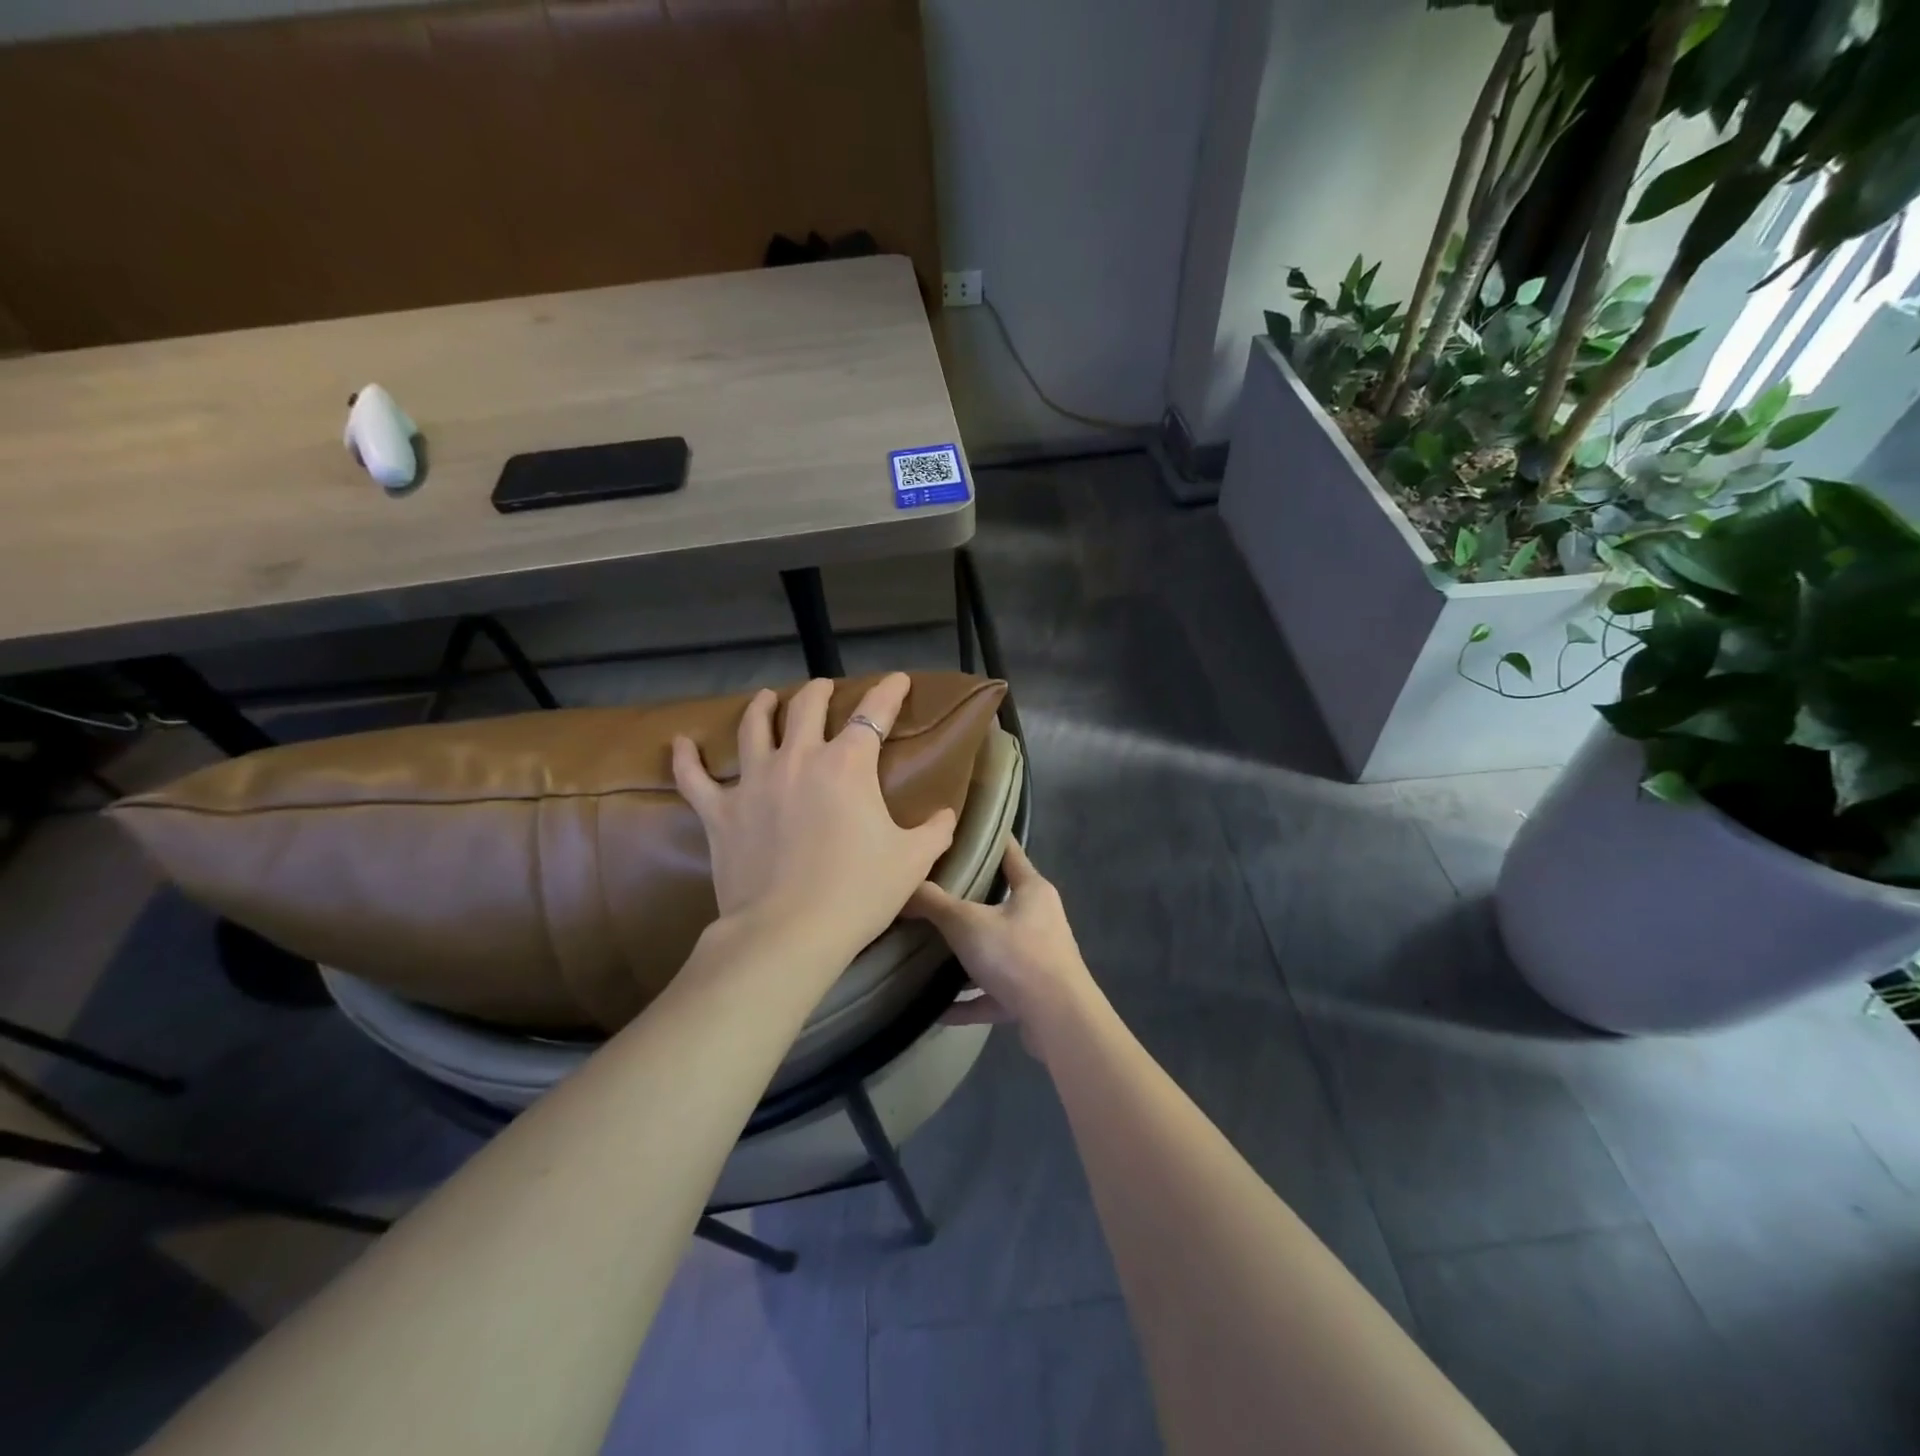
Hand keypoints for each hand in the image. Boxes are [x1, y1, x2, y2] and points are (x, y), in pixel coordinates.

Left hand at [672, 674, 957, 955]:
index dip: (889, 692)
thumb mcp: (912, 861)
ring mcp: (754, 782)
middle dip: (819, 692)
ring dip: (762, 707)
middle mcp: (799, 759)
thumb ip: (934, 831)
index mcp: (848, 764)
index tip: (897, 679)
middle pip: (807, 707)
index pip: (874, 714)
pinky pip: (695, 778)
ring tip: (766, 697)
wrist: (790, 932)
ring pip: (754, 728)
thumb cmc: (858, 892)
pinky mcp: (720, 812)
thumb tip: (946, 815)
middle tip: (824, 688)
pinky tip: (681, 743)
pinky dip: (686, 759)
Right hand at [905, 839, 1100, 1052]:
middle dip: (970, 899)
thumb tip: (903, 887)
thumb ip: (933, 903)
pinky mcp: (1031, 996)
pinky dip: (967, 1001)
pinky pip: (991, 994)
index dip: (989, 838)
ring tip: (930, 950)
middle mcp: (1040, 920)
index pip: (1010, 853)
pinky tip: (937, 1008)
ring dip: (968, 955)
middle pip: (1001, 902)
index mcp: (1032, 891)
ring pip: (996, 950)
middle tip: (933, 889)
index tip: (964, 828)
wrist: (1058, 1021)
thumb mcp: (967, 923)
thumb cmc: (1017, 955)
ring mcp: (1038, 959)